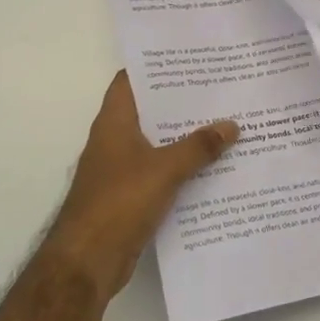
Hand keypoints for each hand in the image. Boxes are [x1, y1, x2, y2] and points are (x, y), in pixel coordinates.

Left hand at [43, 72, 237, 302]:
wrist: (87, 261)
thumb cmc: (119, 202)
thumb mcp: (165, 169)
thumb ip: (198, 146)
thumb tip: (231, 125)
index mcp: (115, 122)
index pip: (131, 80)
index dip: (157, 67)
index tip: (190, 59)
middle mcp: (115, 140)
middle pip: (151, 111)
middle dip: (182, 102)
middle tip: (221, 89)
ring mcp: (121, 170)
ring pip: (159, 143)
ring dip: (186, 137)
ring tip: (225, 124)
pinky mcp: (130, 196)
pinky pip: (161, 173)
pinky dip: (183, 168)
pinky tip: (214, 168)